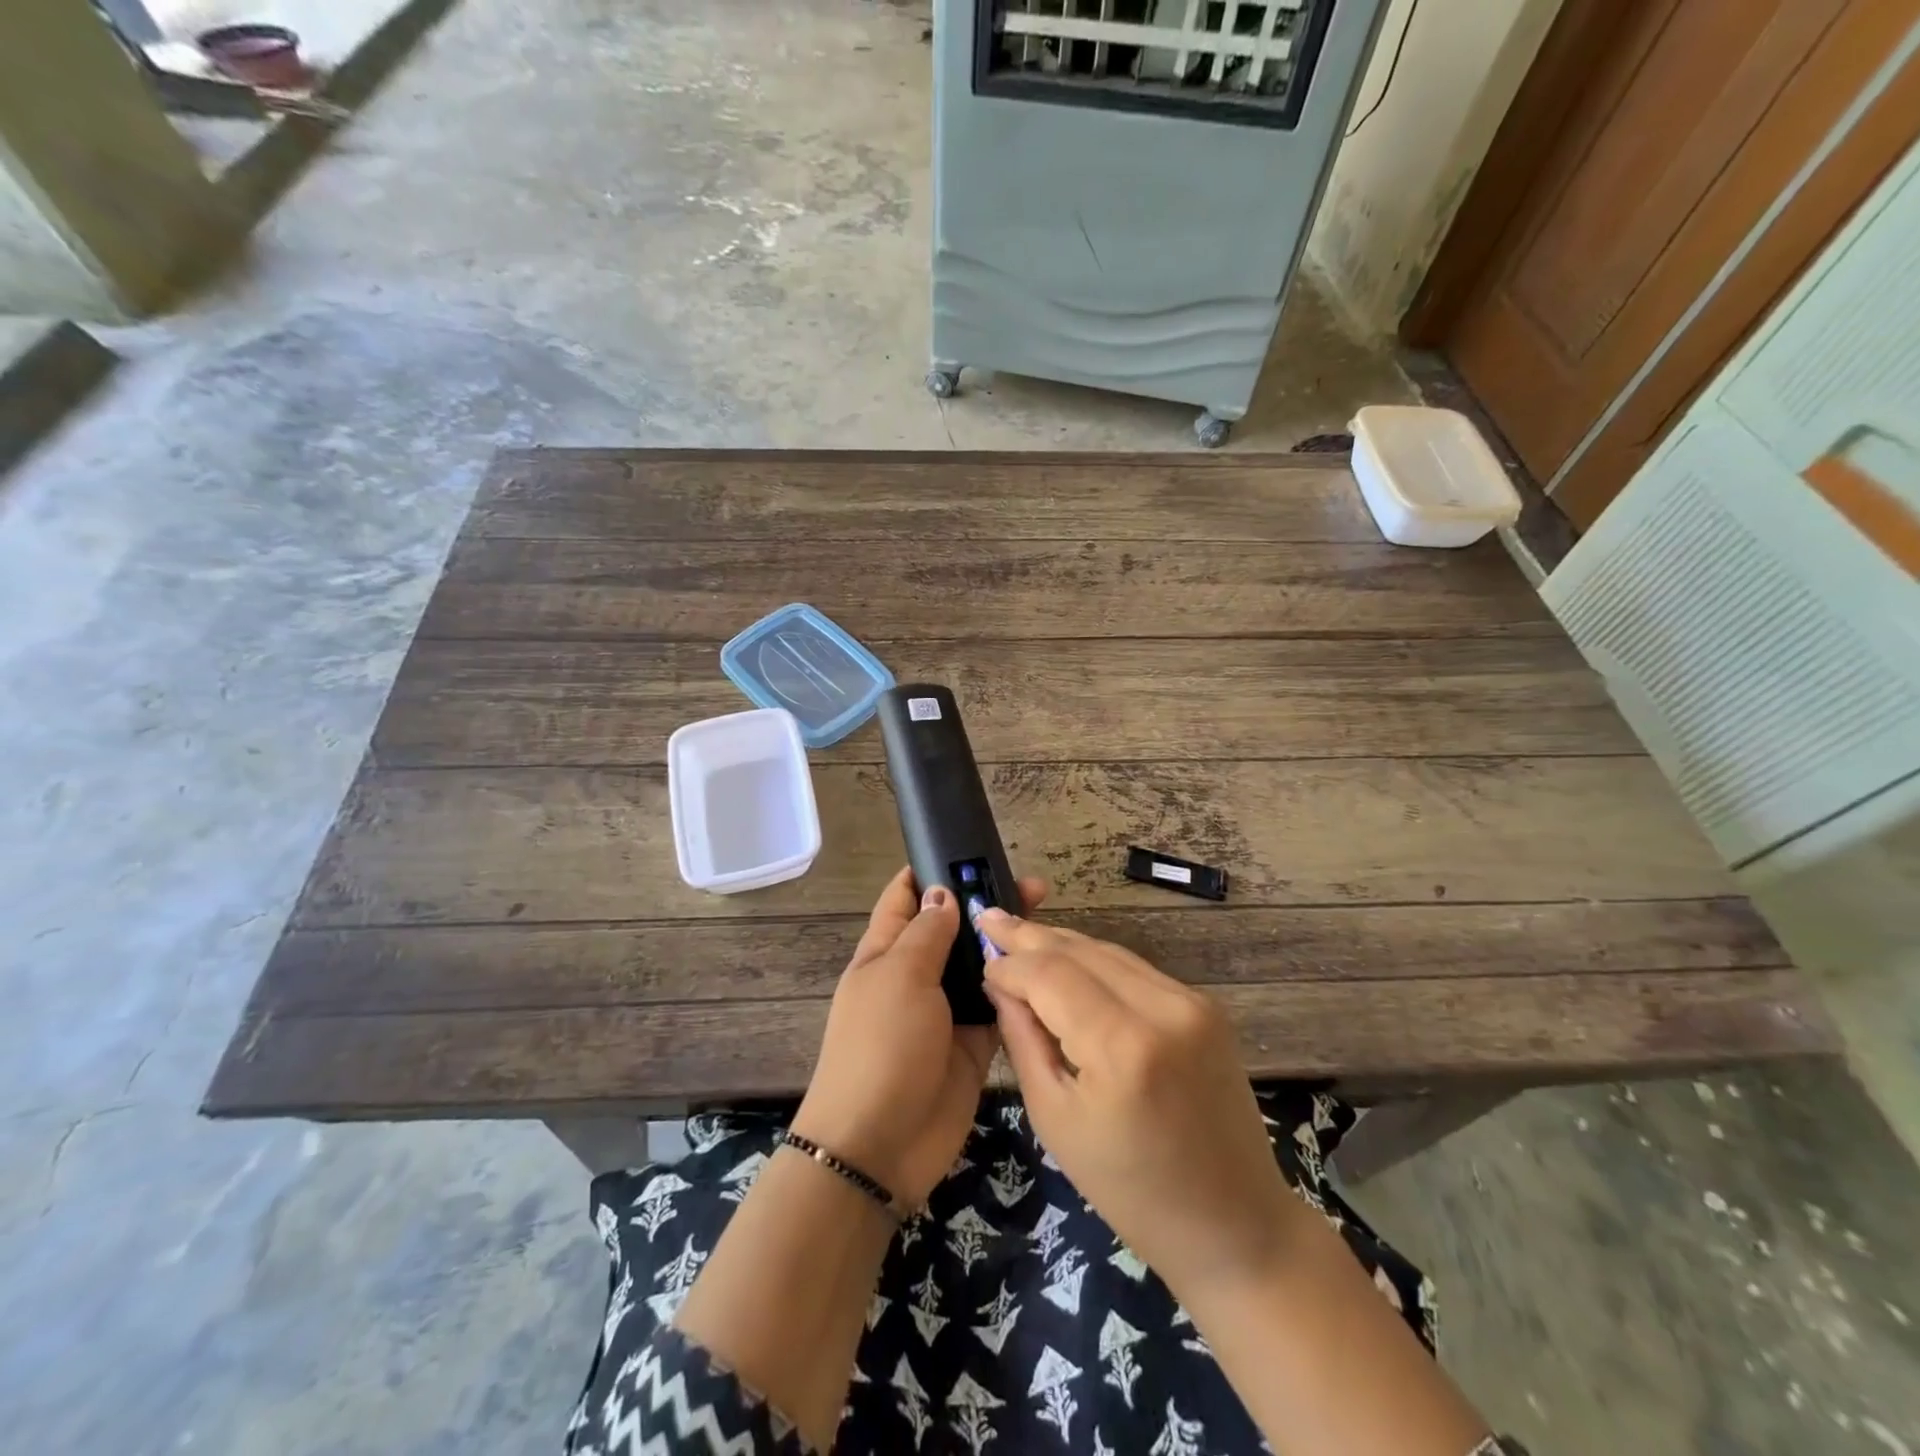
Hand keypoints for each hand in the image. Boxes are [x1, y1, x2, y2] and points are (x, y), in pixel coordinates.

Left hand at [792, 867, 1047, 1205]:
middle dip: (985, 905)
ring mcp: (946, 1010)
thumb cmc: (880, 1046)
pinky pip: (999, 1005)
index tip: (973, 848)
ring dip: (1006, 945)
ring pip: (980, 965)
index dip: (933, 870)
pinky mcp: (973, 1043)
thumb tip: (943, 893)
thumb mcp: (899, 977)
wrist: (881, 1146)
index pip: (906, 897)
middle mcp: (916, 975)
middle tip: (1034, 886)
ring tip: (1050, 920)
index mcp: (885, 951)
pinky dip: (1018, 988)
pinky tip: (1050, 969)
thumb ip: (927, 933)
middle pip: (953, 928)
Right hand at [978, 909, 1300, 1301]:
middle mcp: (1162, 1008)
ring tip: (1020, 932)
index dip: (1011, 963)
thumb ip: (1023, 1040)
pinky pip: (1135, 970)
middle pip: (1080, 951)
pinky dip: (1096, 962)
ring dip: (1062, 943)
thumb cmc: (1131, 1190)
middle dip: (1031, 935)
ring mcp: (1190, 1001)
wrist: (1235, 1223)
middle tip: (990, 917)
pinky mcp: (1205, 1005)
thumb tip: (999, 983)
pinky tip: (1067, 959)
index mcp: (1122, 1047)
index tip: (981, 958)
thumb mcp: (1056, 1120)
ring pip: (1109, 952)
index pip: (1050, 976)